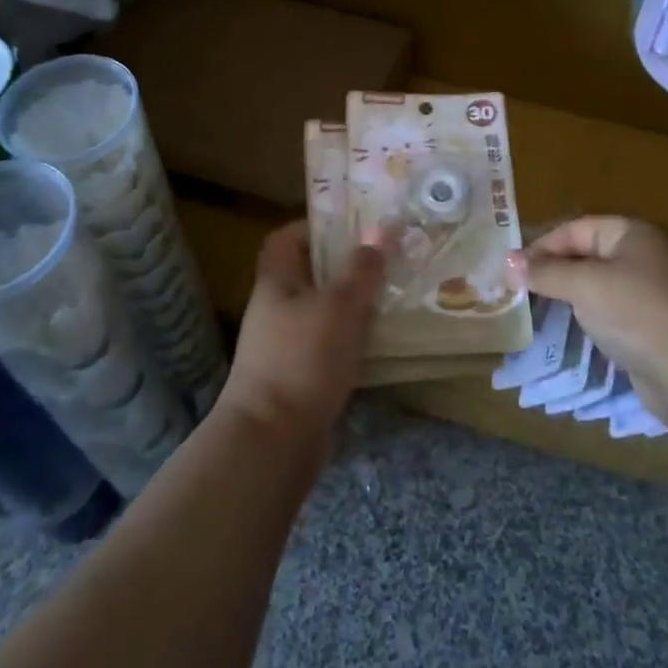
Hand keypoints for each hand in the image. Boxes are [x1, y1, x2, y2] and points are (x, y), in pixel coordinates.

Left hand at [217, 221, 383, 455]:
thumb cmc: (303, 358)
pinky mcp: (300, 378)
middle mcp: (276, 309)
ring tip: (393, 295)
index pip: (285, 239)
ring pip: (323, 311)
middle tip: (386, 259)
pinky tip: (383, 340)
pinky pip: (330, 345)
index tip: (353, 226)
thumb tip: (380, 231)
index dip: (315, 226)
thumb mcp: (340, 305)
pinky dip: (353, 339)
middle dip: (346, 266)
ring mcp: (286, 346)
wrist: (274, 441)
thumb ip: (362, 269)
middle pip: (309, 274)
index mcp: (276, 282)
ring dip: (354, 304)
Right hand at [507, 216, 667, 411]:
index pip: (576, 228)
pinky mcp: (648, 322)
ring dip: (567, 291)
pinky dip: (587, 312)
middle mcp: (642, 254)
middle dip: (553, 268)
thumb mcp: (583, 285)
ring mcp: (647, 289)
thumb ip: (545, 272)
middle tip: (517, 286)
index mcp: (632, 232)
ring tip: (535, 304)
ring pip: (596, 281)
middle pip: (586, 252)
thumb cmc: (634, 312)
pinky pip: (608, 307)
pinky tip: (569, 323)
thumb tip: (508, 262)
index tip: (512, 268)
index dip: (542, 245)